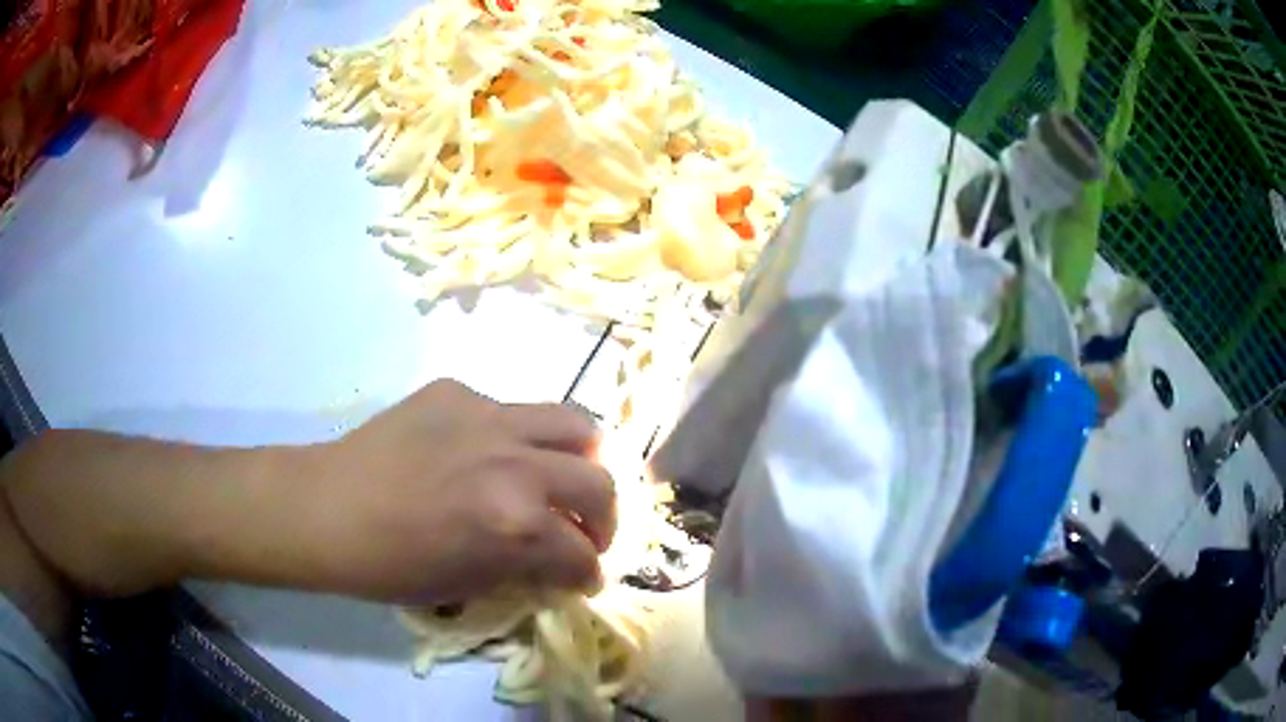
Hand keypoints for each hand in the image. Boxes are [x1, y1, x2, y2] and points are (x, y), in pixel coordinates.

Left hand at [299, 380, 616, 603]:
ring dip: (583, 462)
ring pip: (576, 425)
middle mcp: (517, 464)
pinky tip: (489, 456)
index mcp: (518, 526)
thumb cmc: (391, 565)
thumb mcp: (469, 585)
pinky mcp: (459, 391)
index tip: (585, 578)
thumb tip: (559, 563)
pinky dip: (519, 440)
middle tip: (587, 533)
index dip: (589, 573)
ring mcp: (489, 417)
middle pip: (598, 484)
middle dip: (605, 519)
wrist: (328, 508)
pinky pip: (511, 412)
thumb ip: (526, 568)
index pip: (582, 554)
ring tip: (568, 480)